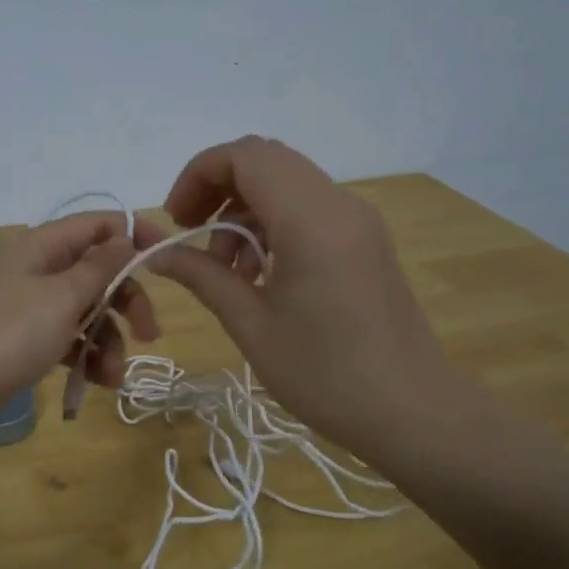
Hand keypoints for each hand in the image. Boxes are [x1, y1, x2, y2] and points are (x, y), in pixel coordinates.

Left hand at [0, 211, 164, 432]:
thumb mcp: (62, 298)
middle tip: (149, 334)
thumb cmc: (7, 334)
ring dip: (108, 340)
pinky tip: (96, 383)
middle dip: (126, 302)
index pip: (100, 224)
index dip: (136, 236)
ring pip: (86, 310)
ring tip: (114, 377)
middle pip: (98, 272)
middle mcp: (39, 268)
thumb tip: (127, 237)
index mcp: (45, 246)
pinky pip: (66, 338)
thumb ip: (100, 267)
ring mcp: (30, 304)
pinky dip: (84, 356)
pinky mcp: (24, 338)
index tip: (167, 262)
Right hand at [148, 136, 479, 473]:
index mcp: (310, 221)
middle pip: (266, 161)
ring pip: (286, 183)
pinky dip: (272, 224)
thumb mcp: (251, 326)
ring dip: (244, 211)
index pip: (245, 156)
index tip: (176, 220)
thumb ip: (202, 277)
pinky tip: (259, 274)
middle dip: (218, 188)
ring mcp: (358, 220)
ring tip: (226, 270)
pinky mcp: (365, 239)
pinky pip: (308, 207)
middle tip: (190, 234)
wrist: (413, 412)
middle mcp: (339, 205)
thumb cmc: (326, 375)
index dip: (199, 174)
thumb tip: (155, 253)